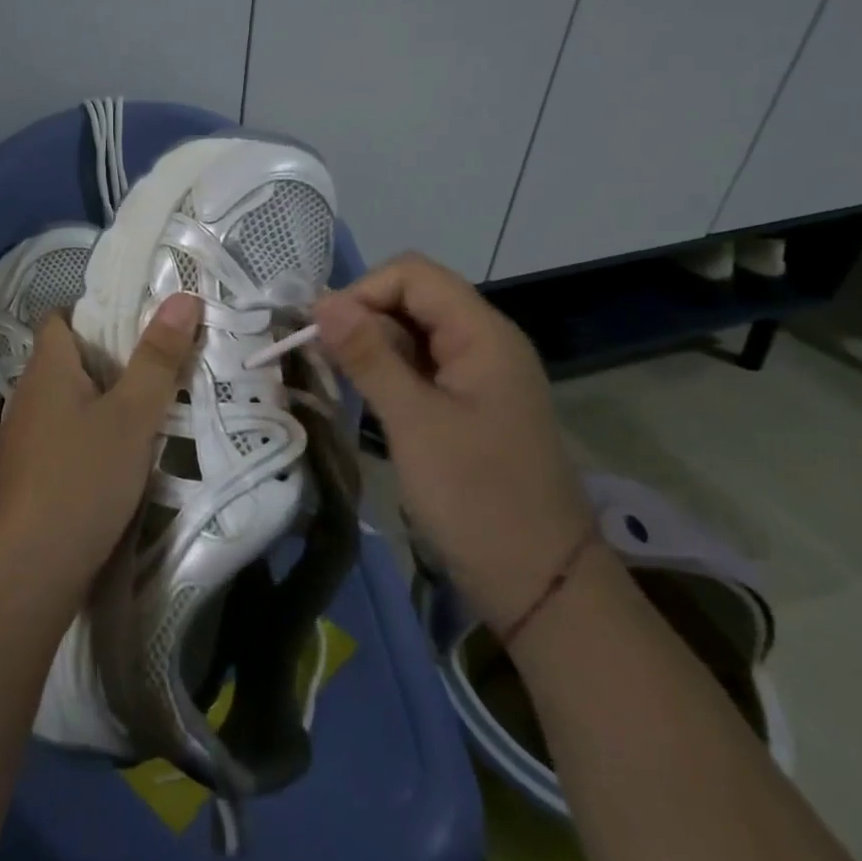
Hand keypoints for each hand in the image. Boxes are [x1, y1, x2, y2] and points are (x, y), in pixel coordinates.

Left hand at [0, 292, 203, 603]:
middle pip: (64, 360)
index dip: (94, 313)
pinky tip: (111, 459)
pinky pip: (58, 438)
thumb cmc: (84, 477)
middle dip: (106, 359)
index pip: (59, 319)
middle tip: (154, 366)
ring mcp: (19, 439)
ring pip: (63, 402)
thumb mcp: (133, 415)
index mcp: (45, 370)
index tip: (136, 323)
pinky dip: (84, 436)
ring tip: (141, 411)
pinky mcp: (24, 476)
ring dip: (97, 401)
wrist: (32, 567)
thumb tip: (183, 297)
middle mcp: (25, 396)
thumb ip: (158, 357)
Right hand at [312, 252, 591, 629]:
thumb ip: (368, 355)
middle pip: (412, 299)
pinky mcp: (468, 406)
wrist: (540, 585)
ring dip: (370, 347)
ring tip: (335, 379)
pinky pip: (421, 368)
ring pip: (412, 334)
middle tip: (321, 360)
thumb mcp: (414, 422)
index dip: (362, 292)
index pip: (412, 275)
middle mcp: (483, 342)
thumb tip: (321, 301)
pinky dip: (387, 373)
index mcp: (482, 334)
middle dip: (362, 318)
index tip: (322, 334)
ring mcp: (477, 376)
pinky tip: (363, 398)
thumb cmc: (477, 498)